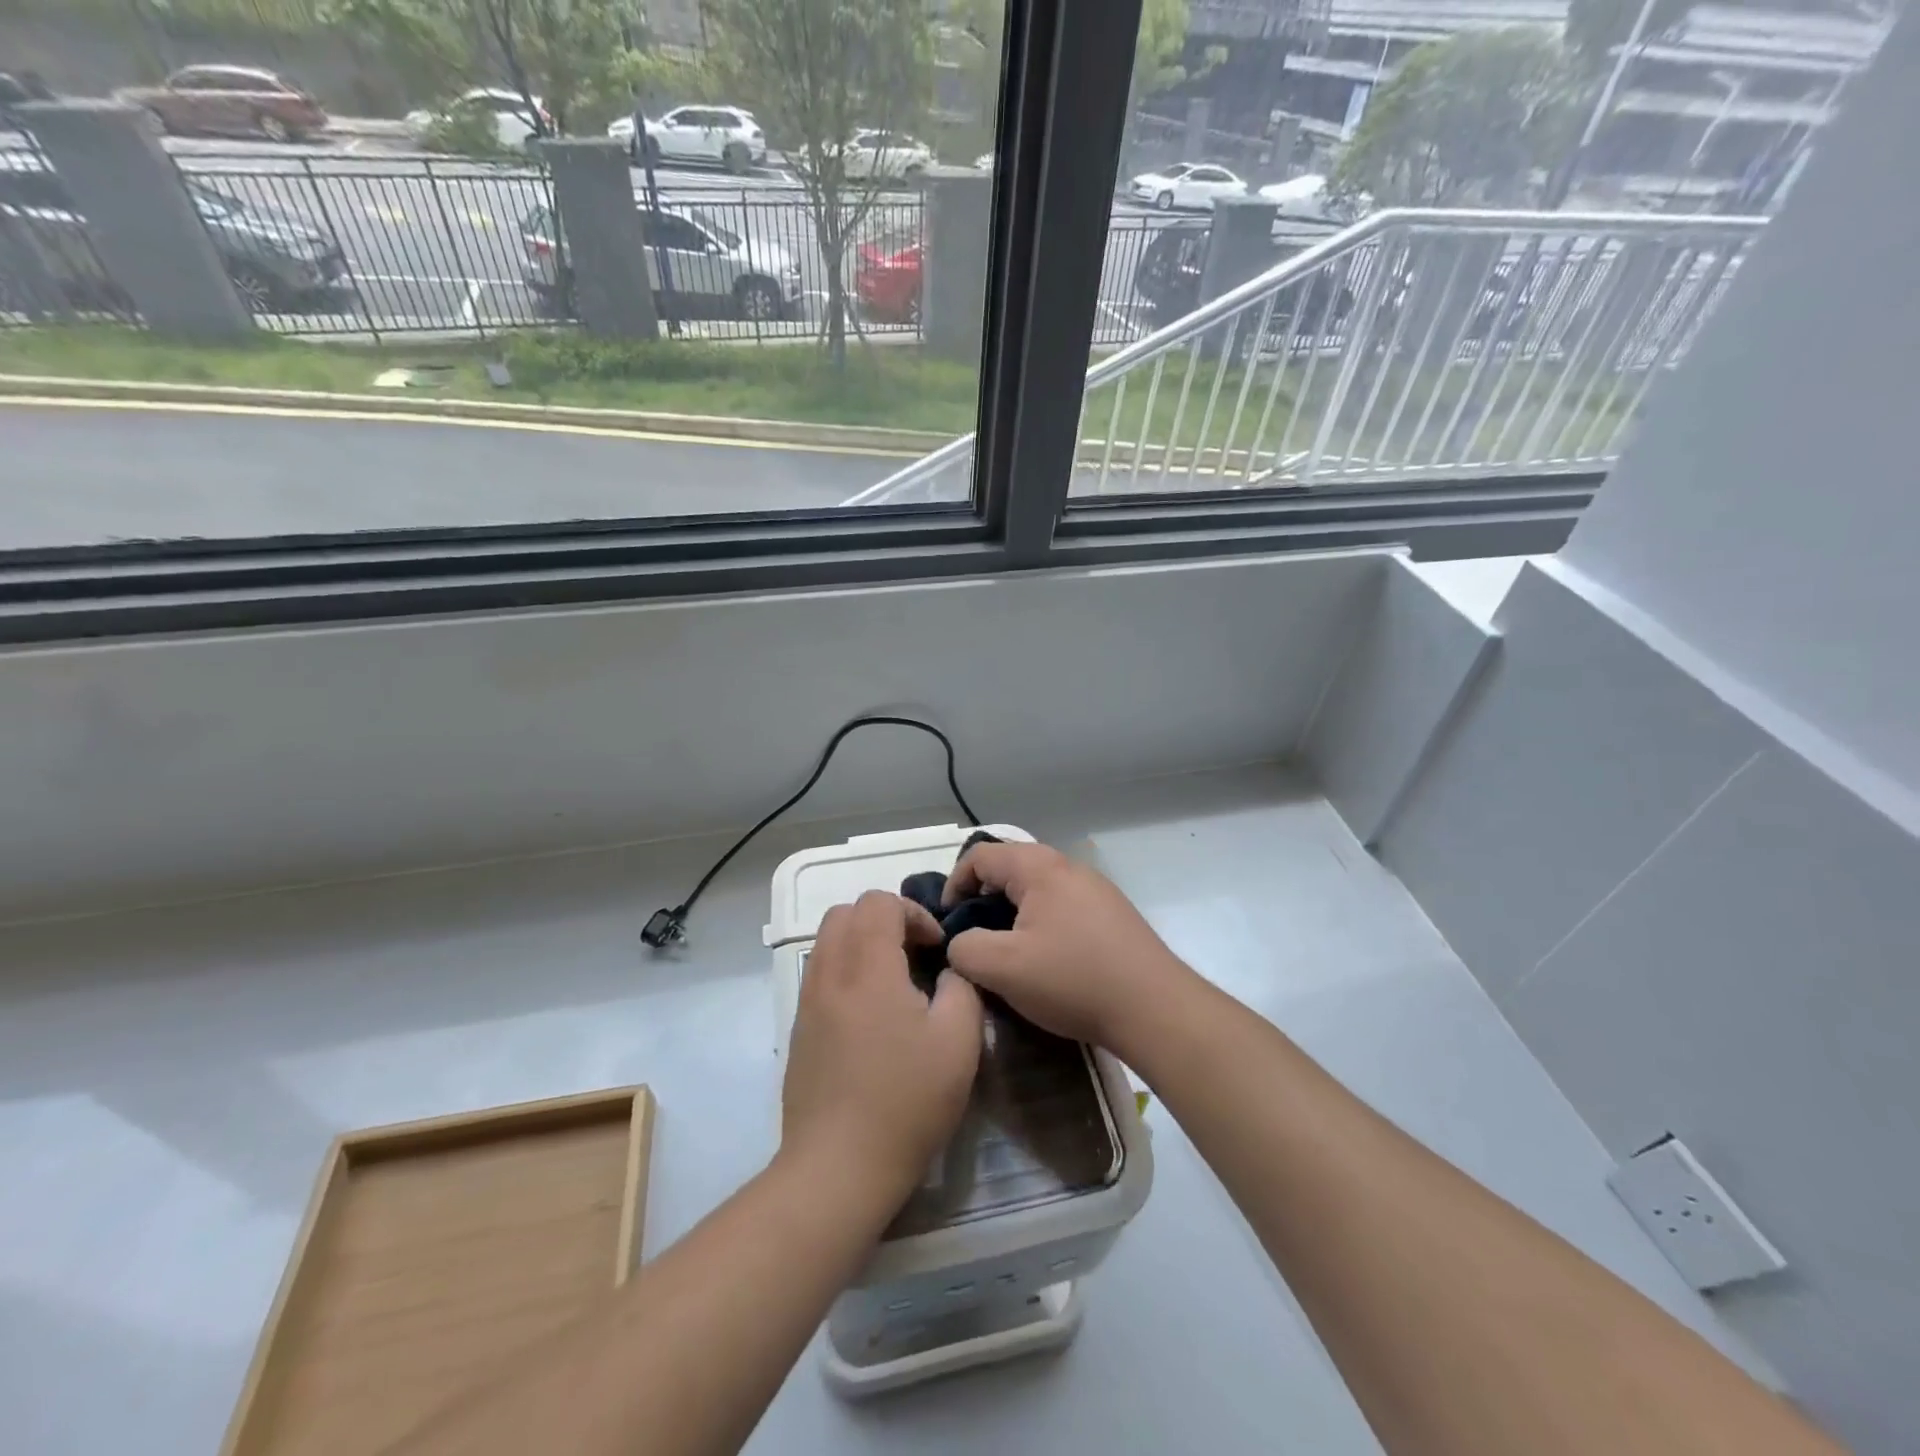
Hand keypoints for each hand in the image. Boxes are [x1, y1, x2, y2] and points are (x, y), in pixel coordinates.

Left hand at [782, 891, 983, 1206]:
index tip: (936, 948)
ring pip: (828, 941)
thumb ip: (961, 988)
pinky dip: (847, 971)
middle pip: (845, 912)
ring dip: (862, 944)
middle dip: (884, 919)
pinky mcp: (800, 1030)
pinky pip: (821, 974)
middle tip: (914, 954)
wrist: (837, 1168)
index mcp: (867, 966)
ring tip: (895, 982)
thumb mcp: (959, 1042)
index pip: (878, 901)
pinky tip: (872, 1016)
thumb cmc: (905, 1101)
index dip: (914, 912)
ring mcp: (808, 1001)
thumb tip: (945, 972)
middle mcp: (829, 973)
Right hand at [943, 840, 1197, 1063]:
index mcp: (1039, 867)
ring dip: (1014, 914)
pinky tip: (1048, 961)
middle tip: (975, 939)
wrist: (1155, 1008)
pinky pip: (1063, 906)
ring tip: (1009, 953)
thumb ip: (964, 950)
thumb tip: (960, 943)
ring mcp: (1096, 889)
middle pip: (1010, 868)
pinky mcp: (1113, 914)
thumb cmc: (1072, 979)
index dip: (954, 885)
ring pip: (1038, 889)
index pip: (980, 856)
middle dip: (984, 900)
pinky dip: (1042, 924)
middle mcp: (1068, 866)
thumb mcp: (1002, 968)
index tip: (949, 924)